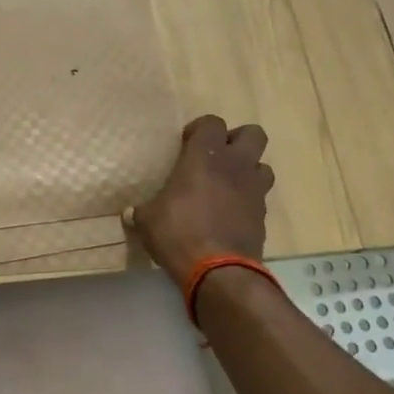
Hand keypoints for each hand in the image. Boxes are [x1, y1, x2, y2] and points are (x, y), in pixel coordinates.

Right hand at [126, 115, 272, 287]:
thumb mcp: (148, 220)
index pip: (212, 122)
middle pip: (252, 134)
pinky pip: (259, 198)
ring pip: (262, 166)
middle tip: (215, 159)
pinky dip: (247, 201)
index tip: (185, 145)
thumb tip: (130, 214)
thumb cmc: (178, 233)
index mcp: (205, 156)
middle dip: (236, 141)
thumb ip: (142, 211)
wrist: (218, 271)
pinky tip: (229, 215)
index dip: (200, 130)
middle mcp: (235, 166)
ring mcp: (254, 190)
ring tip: (226, 187)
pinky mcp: (263, 216)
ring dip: (247, 171)